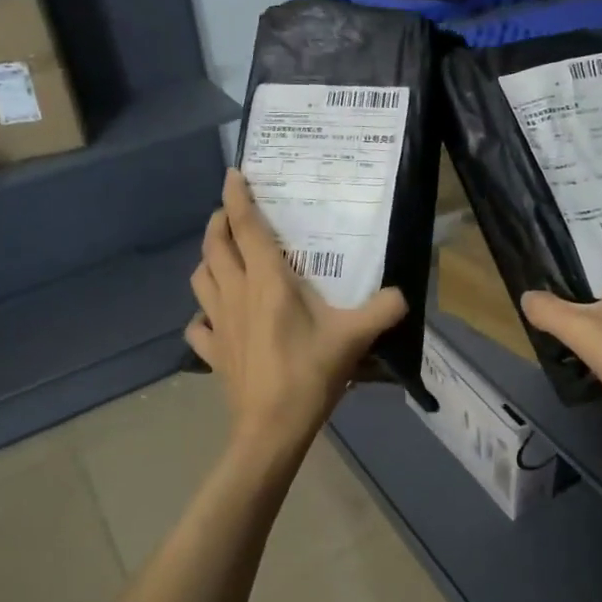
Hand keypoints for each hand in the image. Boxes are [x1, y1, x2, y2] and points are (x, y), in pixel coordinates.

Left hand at [186, 169, 407, 451]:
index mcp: (267, 281)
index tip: (234, 173)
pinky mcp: (213, 351)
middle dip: (218, 222)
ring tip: (222, 255)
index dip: (238, 197)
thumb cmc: (310, 373)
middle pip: (214, 246)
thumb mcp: (356, 336)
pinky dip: (202, 312)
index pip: (246, 227)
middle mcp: (236, 293)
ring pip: (199, 278)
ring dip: (207, 259)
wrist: (272, 427)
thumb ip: (384, 309)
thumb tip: (404, 294)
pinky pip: (198, 324)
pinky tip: (215, 315)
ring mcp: (219, 322)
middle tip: (231, 213)